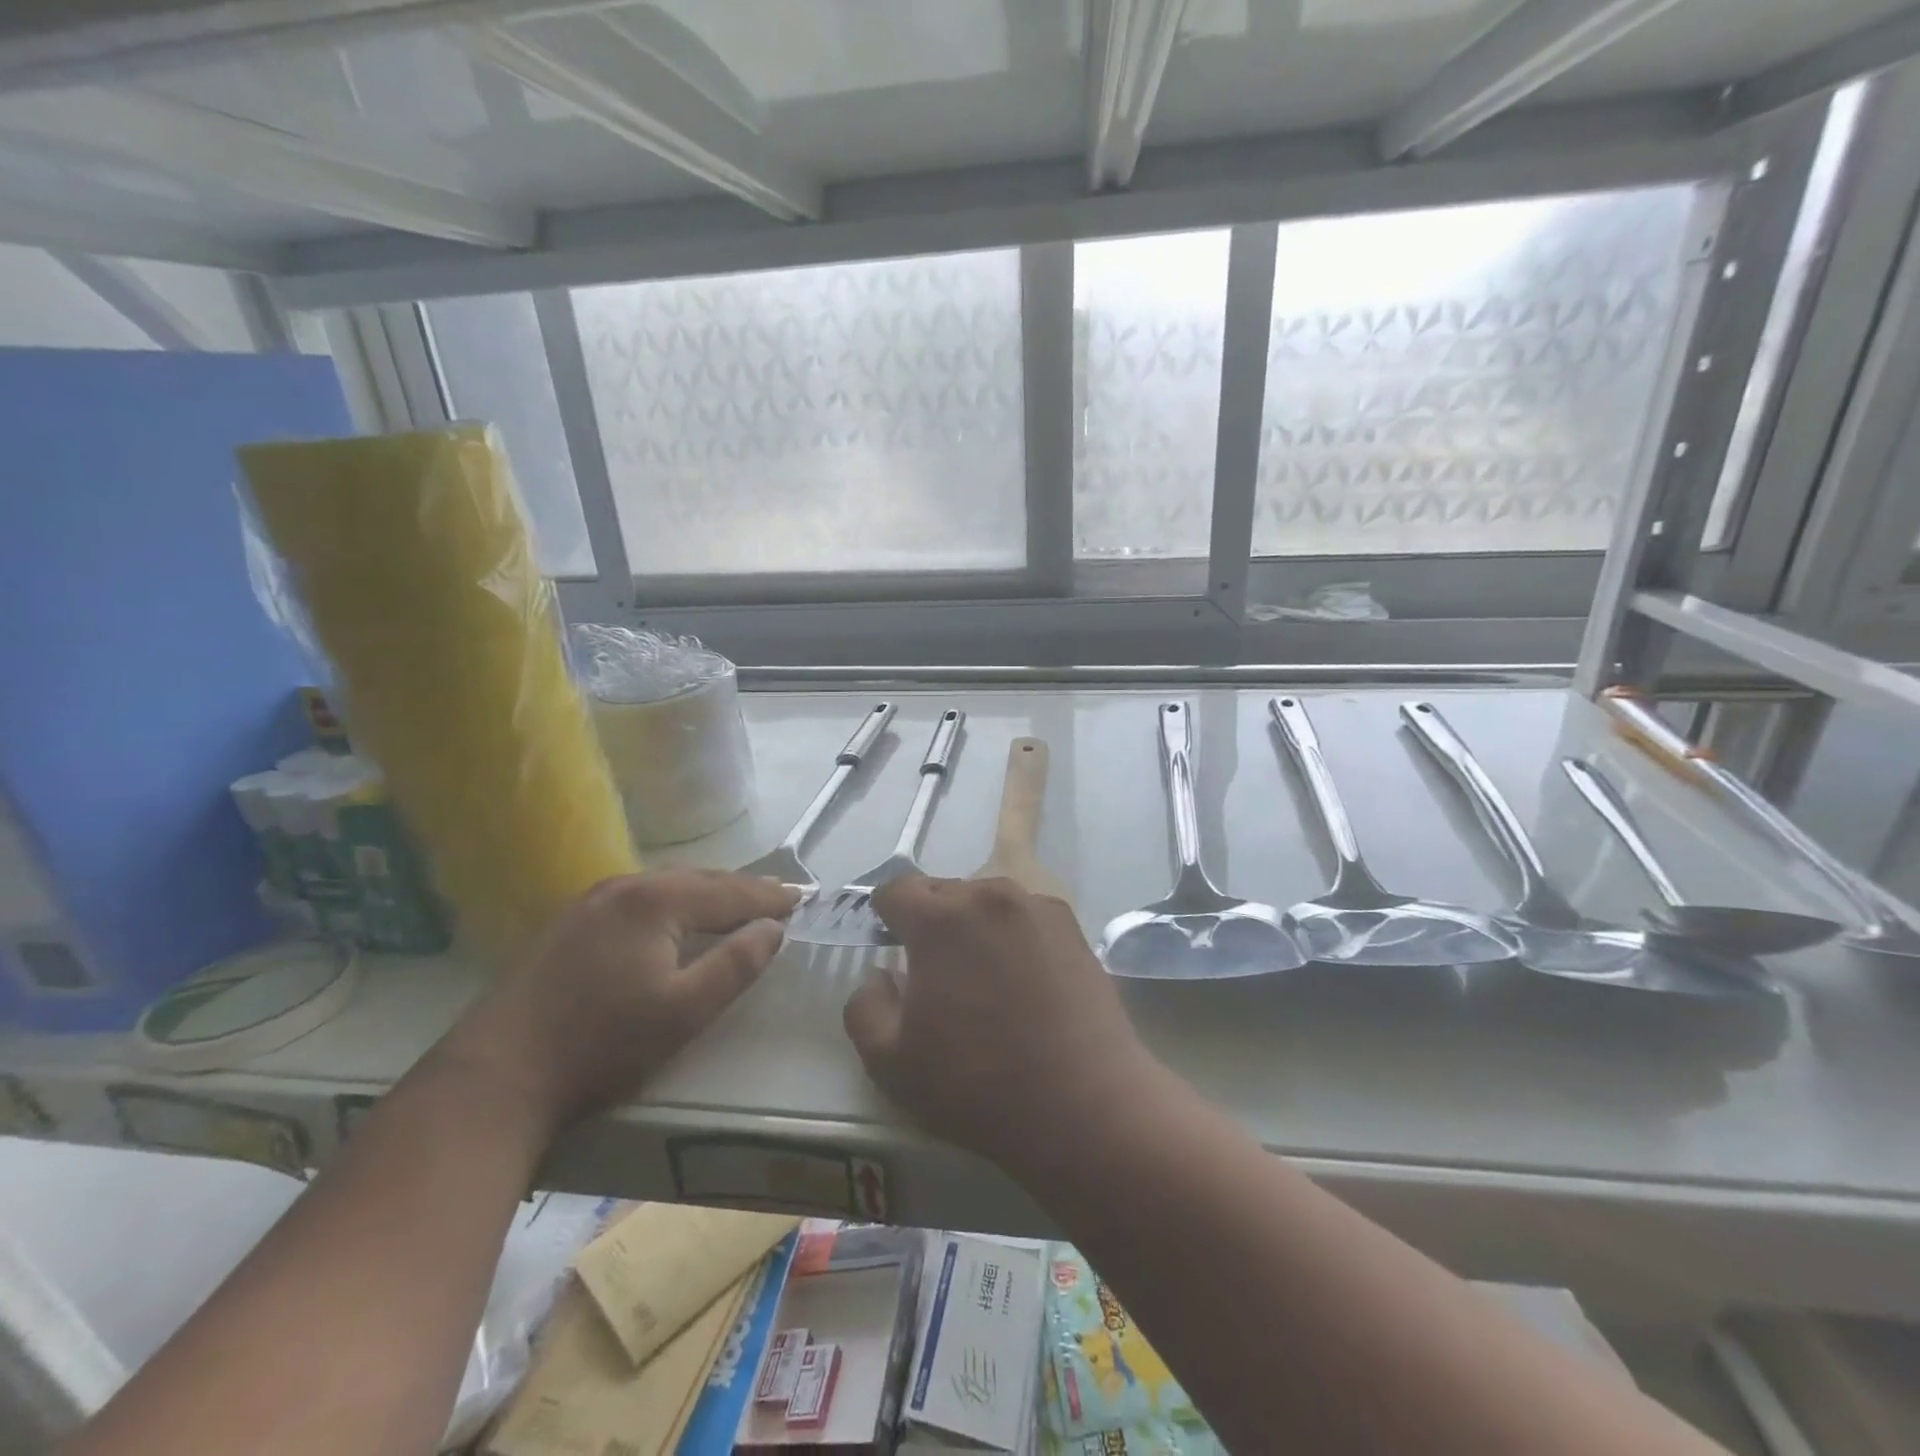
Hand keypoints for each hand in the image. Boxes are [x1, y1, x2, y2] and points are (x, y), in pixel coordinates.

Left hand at [441, 870, 797, 1132]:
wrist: (495, 1076)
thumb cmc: (602, 1044)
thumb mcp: (685, 1011)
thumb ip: (737, 964)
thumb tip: (773, 929)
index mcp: (656, 900)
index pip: (730, 891)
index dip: (769, 896)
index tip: (802, 899)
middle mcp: (624, 886)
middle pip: (699, 881)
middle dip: (741, 889)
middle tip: (777, 898)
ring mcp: (590, 902)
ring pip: (667, 887)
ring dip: (706, 895)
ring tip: (736, 904)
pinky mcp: (569, 923)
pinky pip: (640, 900)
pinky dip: (673, 904)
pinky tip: (676, 919)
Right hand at [843, 876, 1159, 1172]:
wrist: (1085, 1105)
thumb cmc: (978, 1085)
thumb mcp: (891, 1064)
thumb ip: (864, 1007)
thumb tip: (880, 975)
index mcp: (940, 919)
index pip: (897, 889)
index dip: (886, 914)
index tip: (889, 943)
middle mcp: (989, 896)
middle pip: (944, 890)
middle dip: (930, 920)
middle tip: (934, 970)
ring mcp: (1038, 908)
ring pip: (987, 900)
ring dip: (973, 924)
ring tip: (982, 976)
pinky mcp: (1074, 928)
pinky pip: (1025, 916)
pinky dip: (1013, 934)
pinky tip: (1024, 980)